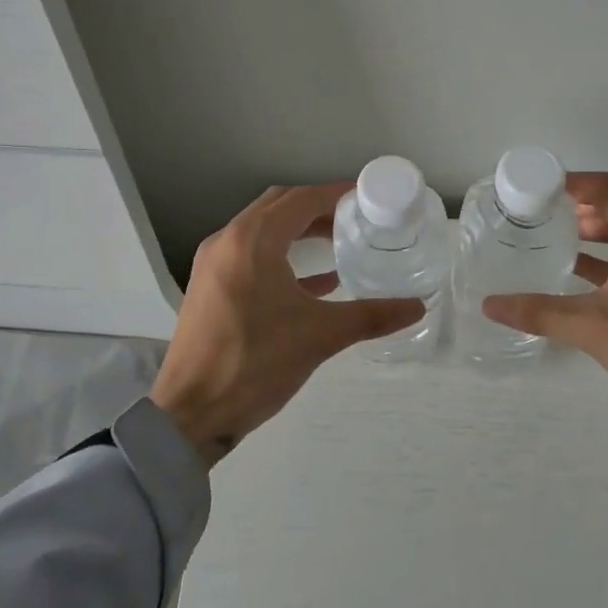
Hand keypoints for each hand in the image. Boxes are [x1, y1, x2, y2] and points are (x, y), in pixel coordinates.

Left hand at [151, 184, 424, 466]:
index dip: (335, 194)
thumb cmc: (256, 363)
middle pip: (278, 207)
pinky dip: (281, 257)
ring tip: (338, 243)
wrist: (191, 413)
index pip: (301, 199)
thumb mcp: (320, 336)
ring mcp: (213, 264)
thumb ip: (371, 316)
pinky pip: (250, 256)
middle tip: (355, 218)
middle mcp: (228, 241)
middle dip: (317, 208)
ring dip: (298, 232)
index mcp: (253, 240)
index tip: (366, 197)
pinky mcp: (209, 288)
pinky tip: (315, 282)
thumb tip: (417, 306)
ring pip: (262, 231)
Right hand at [483, 173, 607, 501]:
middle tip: (537, 215)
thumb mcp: (594, 328)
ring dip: (598, 233)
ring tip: (555, 239)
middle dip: (579, 209)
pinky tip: (584, 273)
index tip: (532, 187)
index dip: (568, 184)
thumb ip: (539, 311)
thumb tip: (489, 305)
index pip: (607, 188)